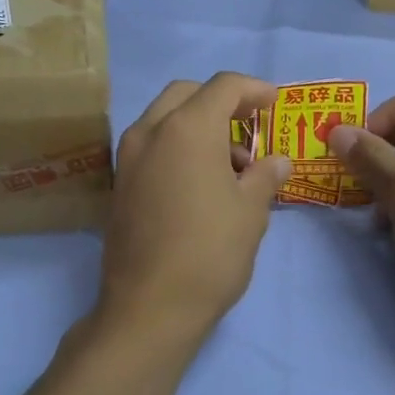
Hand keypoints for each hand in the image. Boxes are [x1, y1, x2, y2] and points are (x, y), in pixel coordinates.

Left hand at [98, 73, 292, 339]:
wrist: (149, 307)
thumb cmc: (210, 253)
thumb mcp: (250, 212)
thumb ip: (264, 176)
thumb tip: (276, 161)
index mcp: (188, 128)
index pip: (224, 86)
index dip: (254, 89)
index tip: (274, 104)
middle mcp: (150, 131)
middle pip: (187, 94)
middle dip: (220, 101)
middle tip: (249, 125)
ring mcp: (128, 158)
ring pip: (164, 119)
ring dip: (197, 125)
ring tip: (232, 166)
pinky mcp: (118, 184)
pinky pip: (151, 146)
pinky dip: (176, 147)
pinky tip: (200, 183)